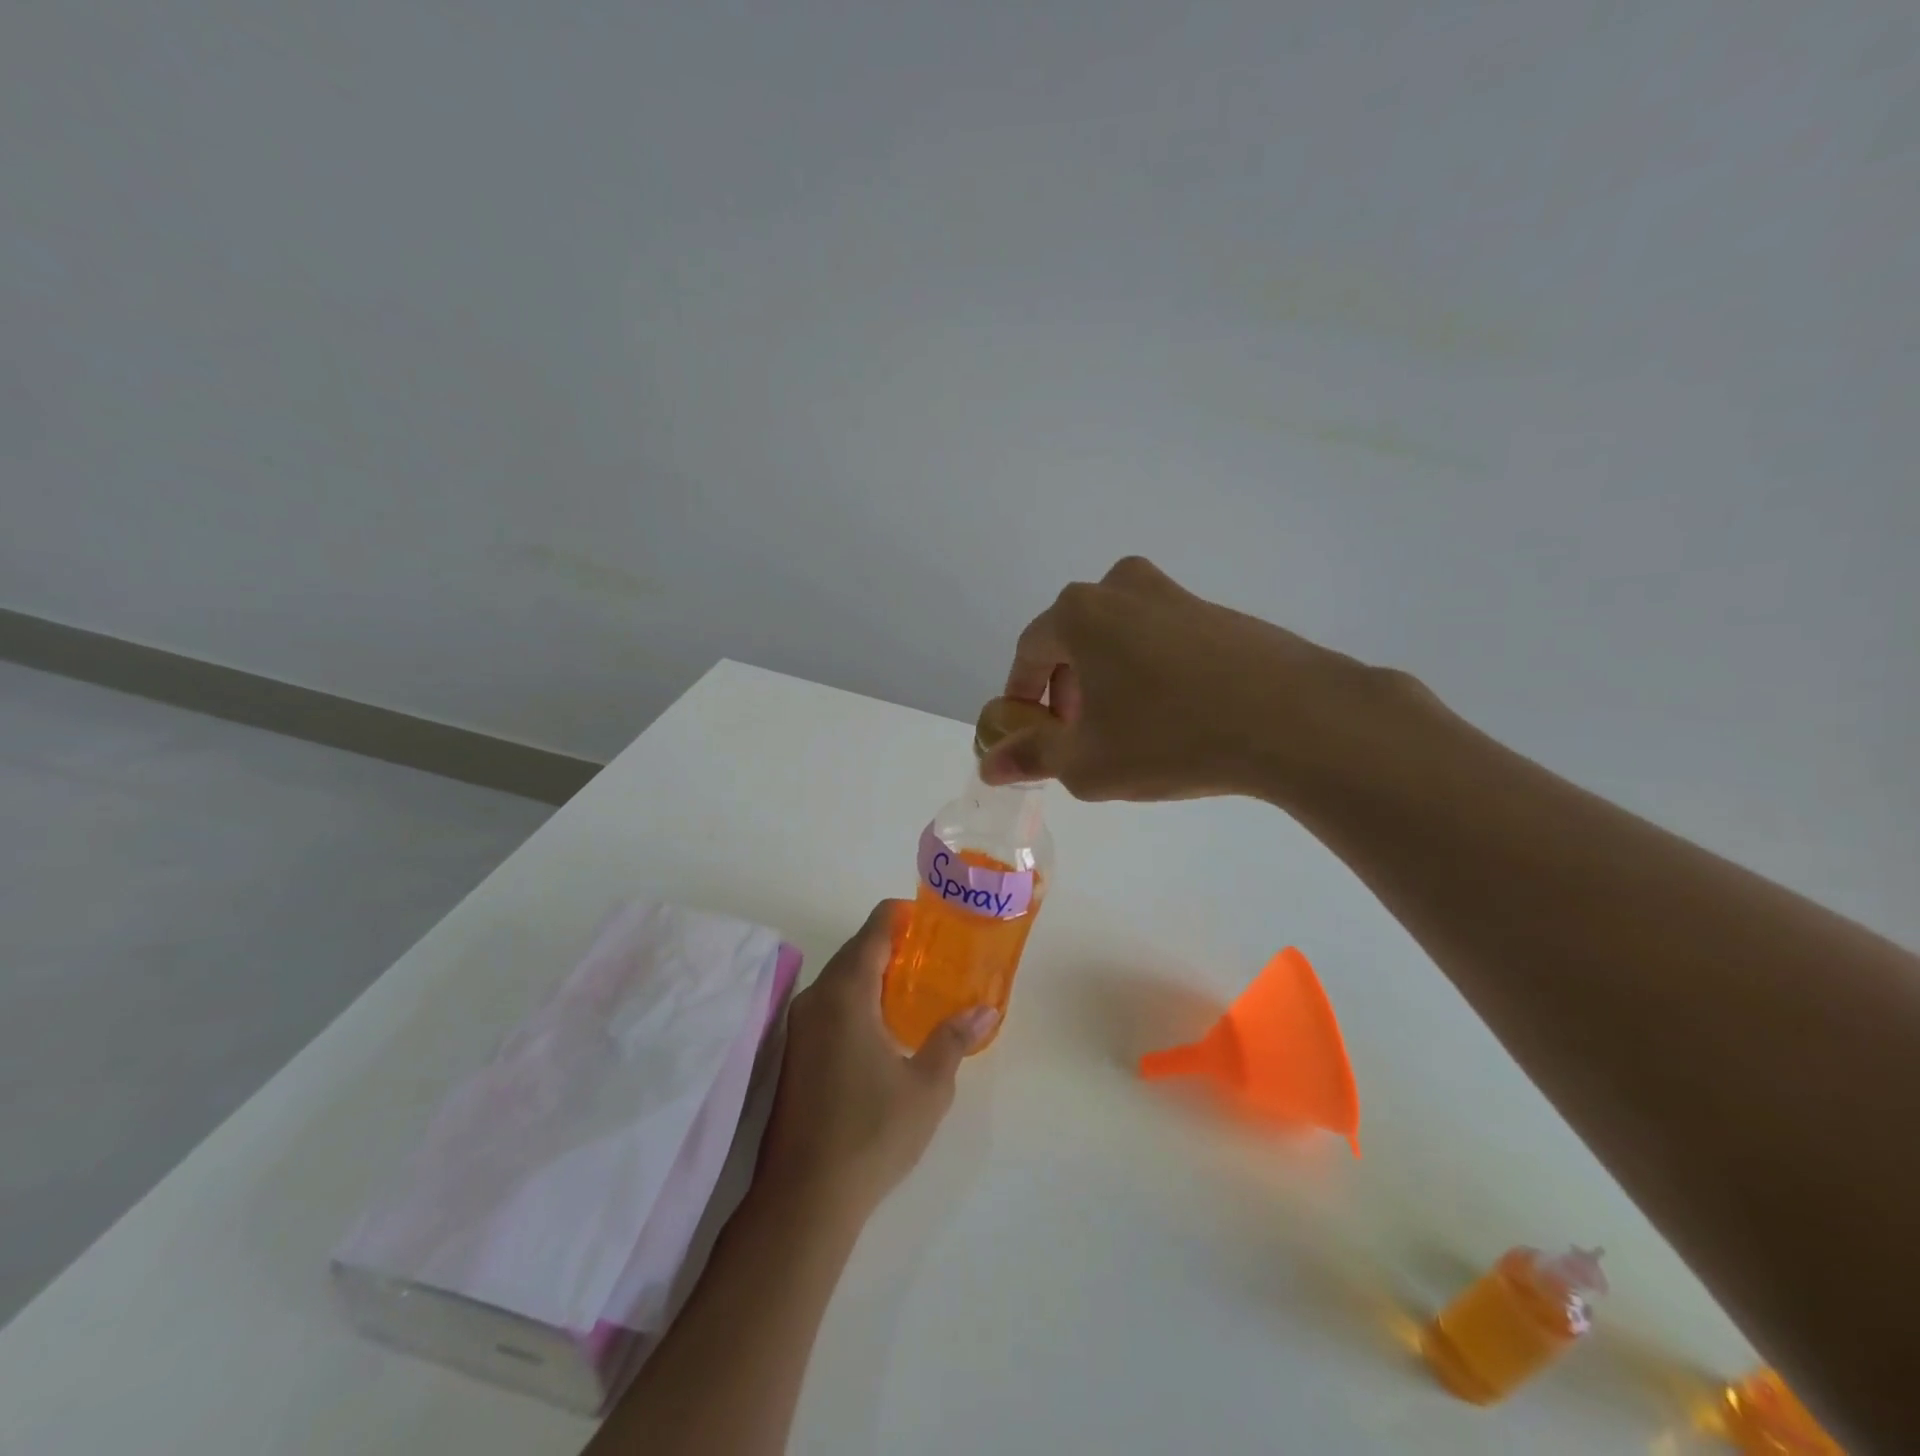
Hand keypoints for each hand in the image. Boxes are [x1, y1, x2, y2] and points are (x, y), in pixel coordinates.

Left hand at [756, 902, 997, 1221]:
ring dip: (873, 974)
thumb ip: (953, 1039)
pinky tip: (882, 1026)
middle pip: (856, 951)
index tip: (933, 920)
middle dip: (893, 946)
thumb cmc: (872, 1132)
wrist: (804, 1197)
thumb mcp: (927, 1087)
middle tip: (934, 956)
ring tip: (915, 987)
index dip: (903, 916)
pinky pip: (829, 1005)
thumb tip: (984, 1010)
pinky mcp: (793, 1052)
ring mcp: (799, 1026)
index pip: (875, 929)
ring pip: (840, 980)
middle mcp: (816, 997)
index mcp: (847, 992)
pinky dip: (856, 999)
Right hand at [979, 555, 1419, 804]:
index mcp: (1080, 612)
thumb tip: (990, 765)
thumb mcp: (1087, 763)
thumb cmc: (1170, 737)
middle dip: (1065, 689)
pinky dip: (1150, 674)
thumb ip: (1031, 758)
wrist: (1294, 719)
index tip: (1028, 733)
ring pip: (1119, 639)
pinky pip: (1161, 642)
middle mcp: (1122, 588)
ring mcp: (1175, 595)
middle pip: (1073, 640)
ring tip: (1125, 730)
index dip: (1021, 697)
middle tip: (1076, 735)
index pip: (1029, 652)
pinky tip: (1173, 716)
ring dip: (1107, 680)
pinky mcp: (1218, 613)